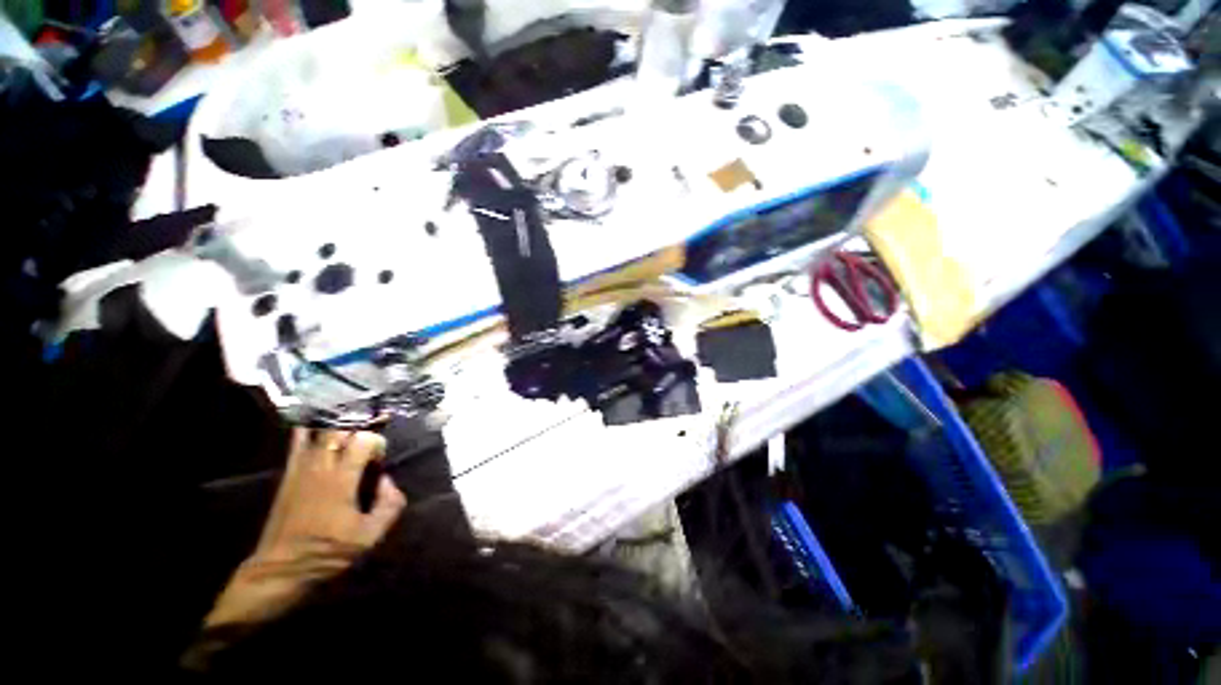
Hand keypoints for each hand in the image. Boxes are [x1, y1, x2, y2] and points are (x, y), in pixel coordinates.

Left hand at [204, 429, 406, 627]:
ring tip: (351, 428)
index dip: (377, 442)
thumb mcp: (370, 536)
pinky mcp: (288, 474)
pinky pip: (297, 441)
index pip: (363, 440)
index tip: (380, 458)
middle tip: (369, 437)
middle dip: (359, 427)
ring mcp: (300, 468)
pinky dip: (310, 429)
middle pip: (340, 429)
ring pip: (318, 431)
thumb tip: (387, 480)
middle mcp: (319, 467)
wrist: (280, 570)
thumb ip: (390, 504)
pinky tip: (319, 426)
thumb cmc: (327, 553)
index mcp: (341, 480)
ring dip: (337, 425)